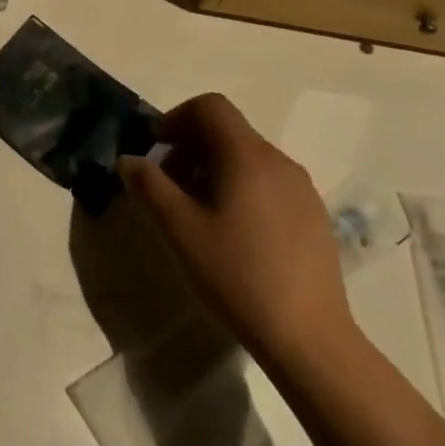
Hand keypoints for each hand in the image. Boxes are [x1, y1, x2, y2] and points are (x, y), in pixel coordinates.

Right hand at [119, 93, 353, 368]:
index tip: (157, 151)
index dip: (176, 118)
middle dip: (191, 148)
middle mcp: (279, 161)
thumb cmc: (237, 275)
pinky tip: (234, 235)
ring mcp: (302, 190)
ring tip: (198, 214)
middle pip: (228, 130)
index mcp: (247, 155)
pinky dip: (242, 189)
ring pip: (248, 158)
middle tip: (169, 187)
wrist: (310, 340)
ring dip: (215, 169)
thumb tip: (130, 160)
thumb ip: (148, 186)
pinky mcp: (314, 217)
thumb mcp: (179, 230)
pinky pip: (269, 183)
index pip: (210, 106)